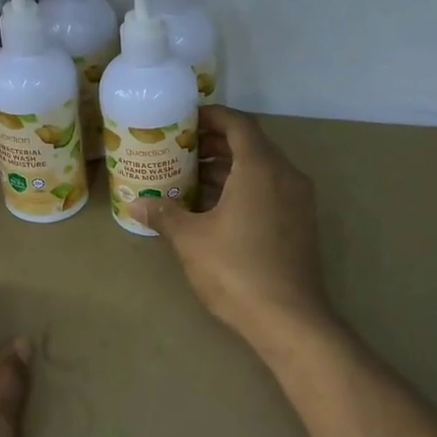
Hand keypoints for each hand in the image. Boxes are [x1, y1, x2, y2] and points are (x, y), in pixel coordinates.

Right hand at [134, 106, 334, 348]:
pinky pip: (270, 191)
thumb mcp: (191, 239)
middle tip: (181, 150)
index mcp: (261, 168)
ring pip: (261, 170)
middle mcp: (285, 176)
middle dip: (215, 144)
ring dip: (228, 170)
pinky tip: (214, 209)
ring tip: (190, 179)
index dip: (212, 116)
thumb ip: (164, 213)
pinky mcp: (300, 224)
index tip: (185, 120)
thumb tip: (136, 202)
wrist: (289, 319)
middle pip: (251, 145)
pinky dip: (243, 189)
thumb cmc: (235, 270)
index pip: (239, 124)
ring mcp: (298, 201)